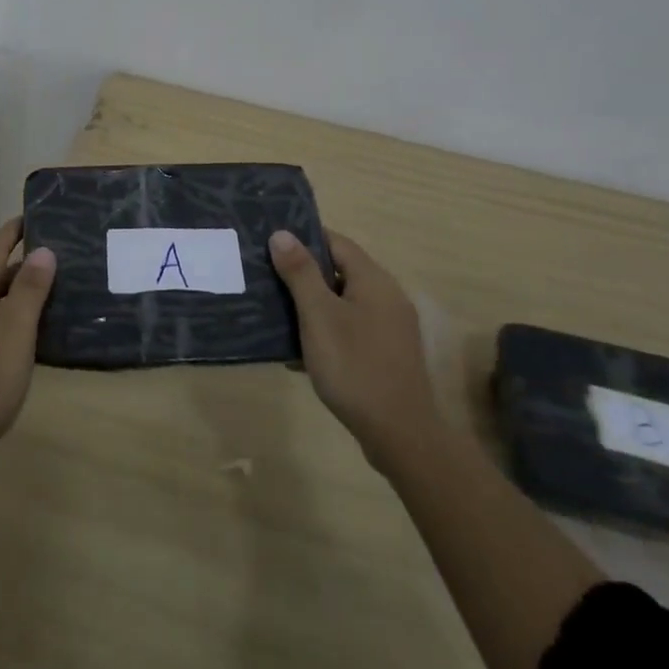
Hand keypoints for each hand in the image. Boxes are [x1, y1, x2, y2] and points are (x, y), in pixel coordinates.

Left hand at [0, 217, 55, 465]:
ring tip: (47, 295)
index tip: (33, 216)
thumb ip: (28, 292)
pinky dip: (4, 320)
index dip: (12, 233)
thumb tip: (42, 250)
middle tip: (55, 260)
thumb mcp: (13, 335)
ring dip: (12, 296)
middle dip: (18, 266)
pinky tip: (23, 338)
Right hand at [271, 228, 437, 459]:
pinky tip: (301, 352)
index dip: (304, 238)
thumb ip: (300, 272)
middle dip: (304, 274)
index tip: (271, 244)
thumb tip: (282, 233)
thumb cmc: (354, 366)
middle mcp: (387, 296)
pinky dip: (327, 331)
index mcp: (373, 279)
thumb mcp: (318, 315)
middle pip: (339, 271)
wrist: (400, 435)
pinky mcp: (388, 354)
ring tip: (277, 314)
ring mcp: (391, 327)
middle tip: (267, 279)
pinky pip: (351, 328)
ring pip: (343, 302)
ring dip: (312, 306)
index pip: (336, 241)